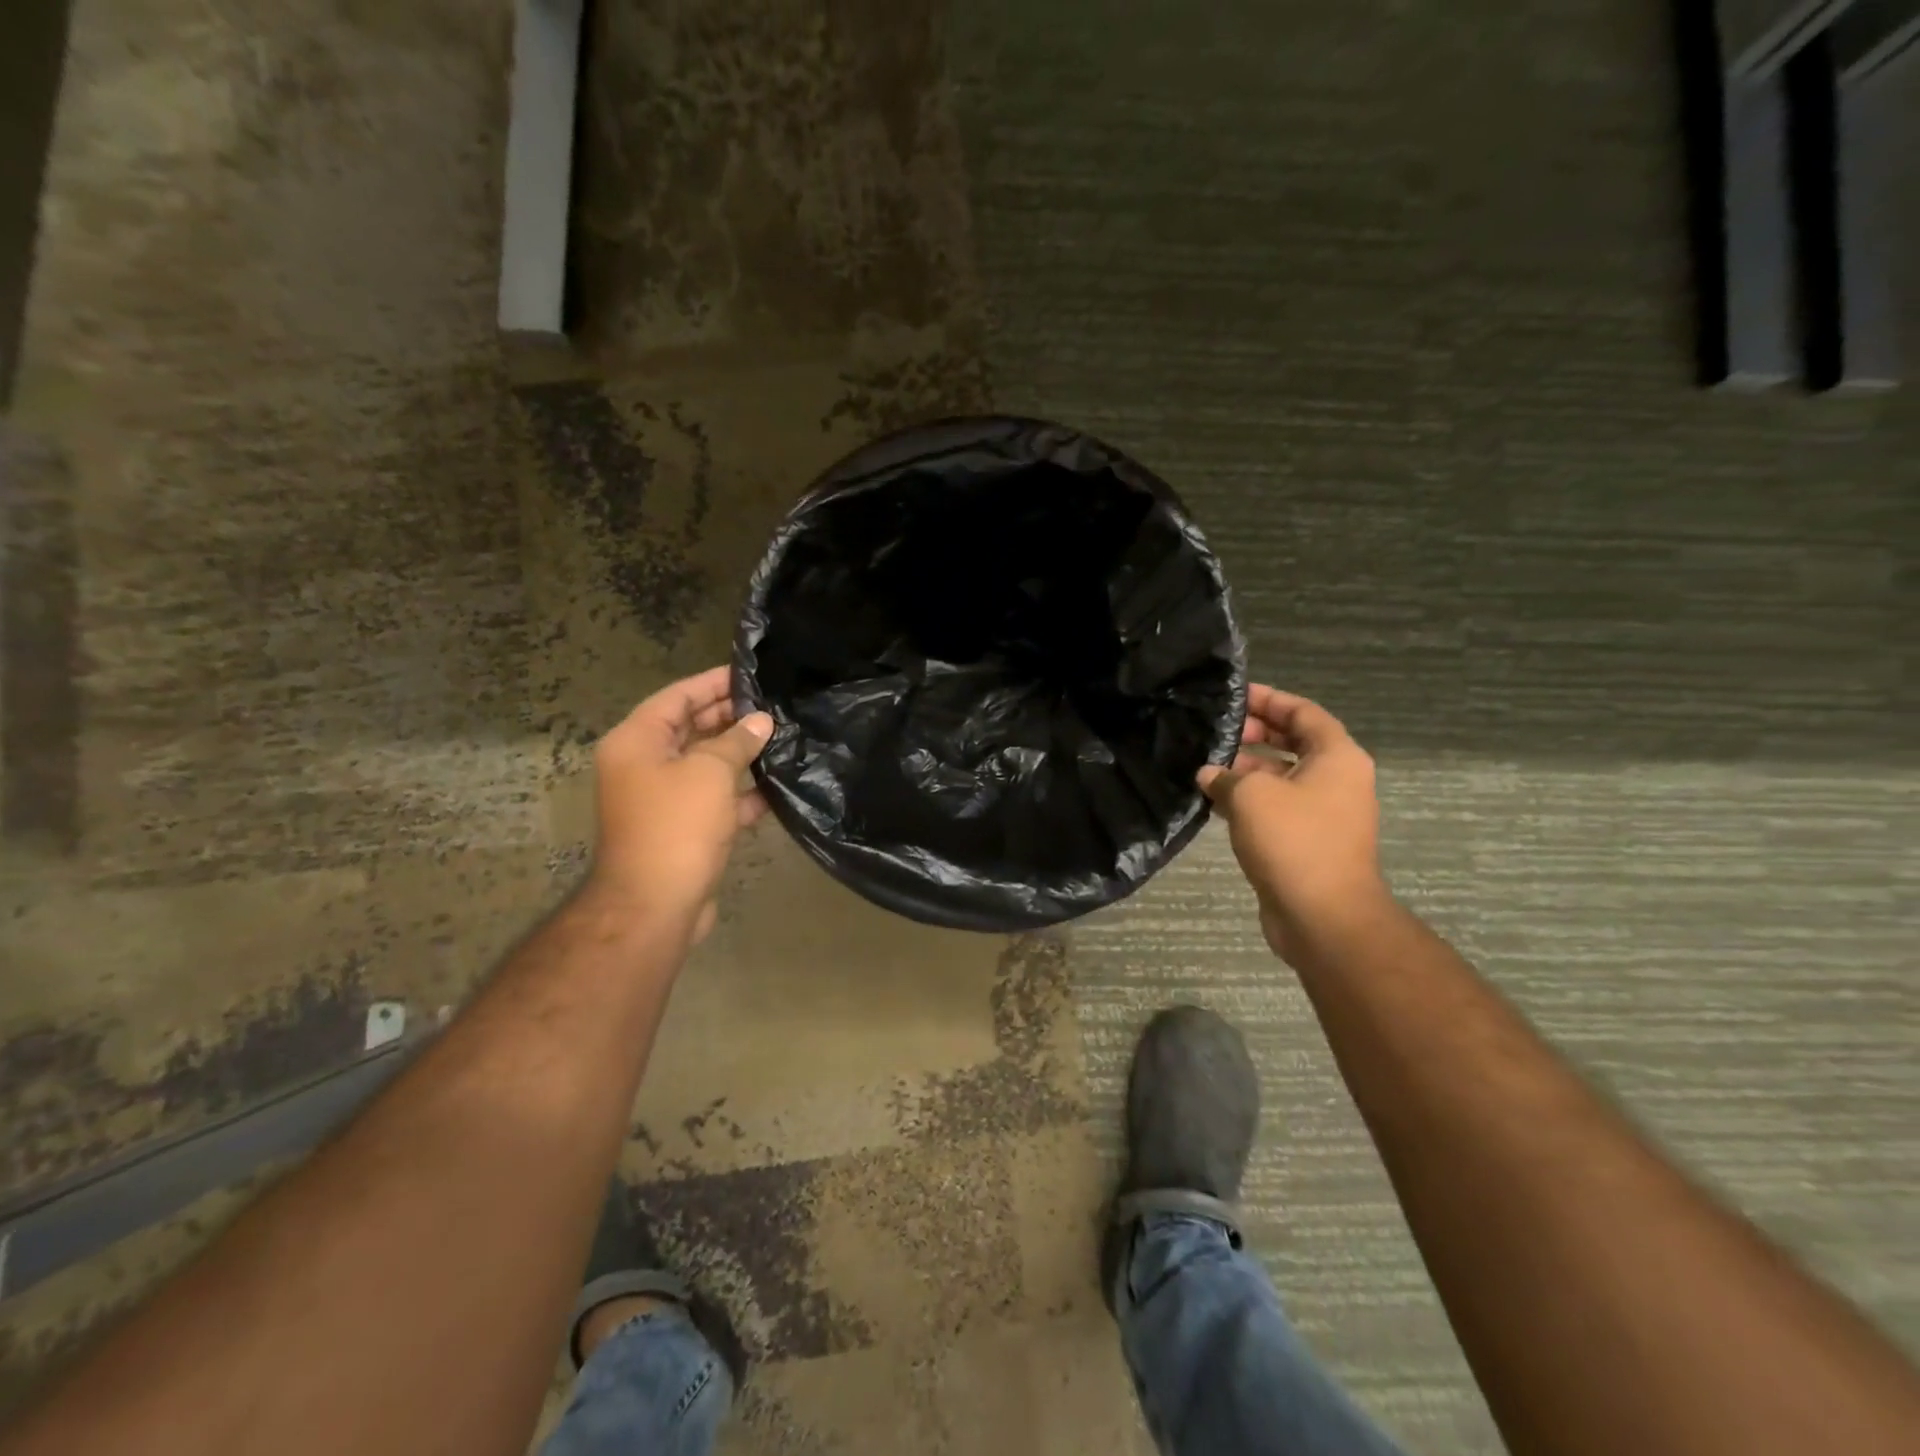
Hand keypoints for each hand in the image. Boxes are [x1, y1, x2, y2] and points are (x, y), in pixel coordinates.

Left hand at [587, 666, 771, 942]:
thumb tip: (761, 722)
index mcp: (637, 742)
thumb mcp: (710, 772)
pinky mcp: (683, 829)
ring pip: (706, 765)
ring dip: (740, 755)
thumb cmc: (677, 826)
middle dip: (731, 717)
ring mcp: (663, 800)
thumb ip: (737, 740)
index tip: (750, 674)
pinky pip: (715, 799)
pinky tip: (776, 786)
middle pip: (690, 729)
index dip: (713, 683)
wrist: (656, 905)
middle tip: (773, 706)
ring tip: (782, 739)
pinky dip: (741, 792)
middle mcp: (644, 766)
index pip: (677, 697)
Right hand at [1198, 685, 1389, 960]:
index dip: (1268, 699)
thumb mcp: (1251, 796)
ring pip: (1282, 777)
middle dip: (1255, 734)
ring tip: (1206, 765)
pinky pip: (1277, 807)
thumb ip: (1226, 776)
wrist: (1323, 916)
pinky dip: (1249, 800)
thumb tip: (1209, 774)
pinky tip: (1214, 801)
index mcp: (1337, 757)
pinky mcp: (1308, 841)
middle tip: (1215, 732)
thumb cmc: (1294, 841)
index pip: (1302, 712)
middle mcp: (1336, 780)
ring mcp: (1324, 813)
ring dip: (1247, 769)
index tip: (1233, 696)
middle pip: (1294, 742)